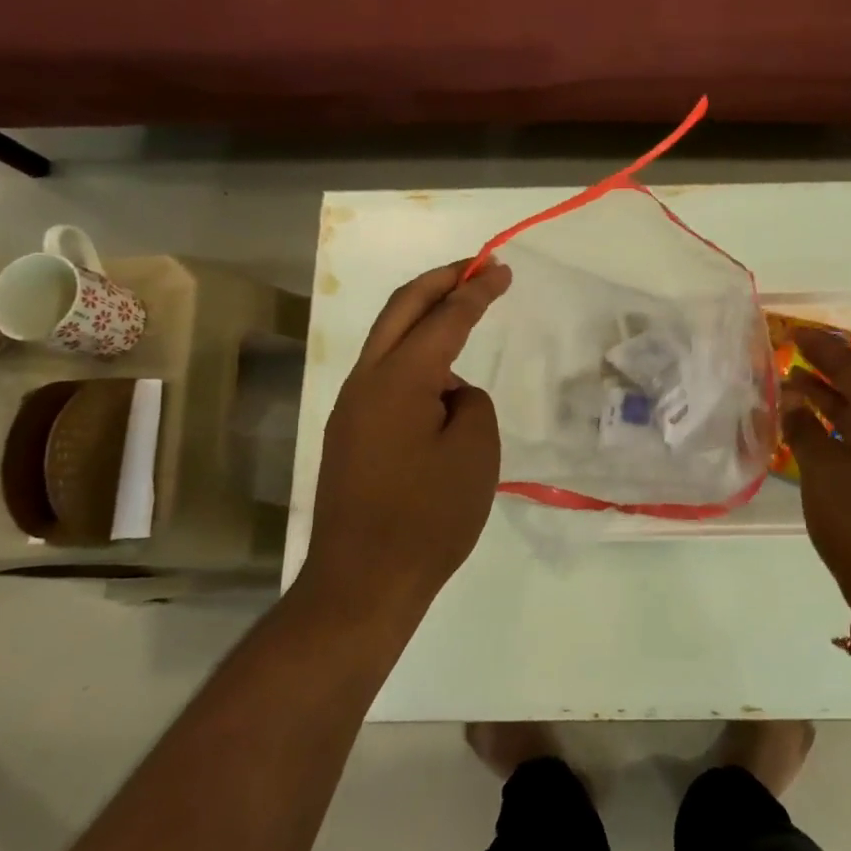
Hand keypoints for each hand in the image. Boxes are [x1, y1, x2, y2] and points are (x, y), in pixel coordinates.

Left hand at [298, 260, 511, 624]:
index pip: (444, 318)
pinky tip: (440, 381)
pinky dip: (414, 358)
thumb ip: (471, 403)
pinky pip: (385, 377)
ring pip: (388, 342)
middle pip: (400, 310)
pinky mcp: (349, 435)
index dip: (476, 290)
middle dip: (439, 281)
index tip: (500, 268)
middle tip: (475, 267)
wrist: (364, 583)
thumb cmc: (429, 517)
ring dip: (424, 319)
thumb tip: (449, 393)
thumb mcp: (475, 453)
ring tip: (463, 318)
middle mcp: (366, 382)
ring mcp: (351, 409)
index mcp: (399, 380)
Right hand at [782, 328, 850, 610]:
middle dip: (826, 367)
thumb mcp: (822, 469)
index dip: (826, 349)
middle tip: (792, 351)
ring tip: (790, 384)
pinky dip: (824, 425)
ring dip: (823, 395)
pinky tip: (801, 431)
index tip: (797, 333)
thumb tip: (791, 397)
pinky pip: (846, 436)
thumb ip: (805, 429)